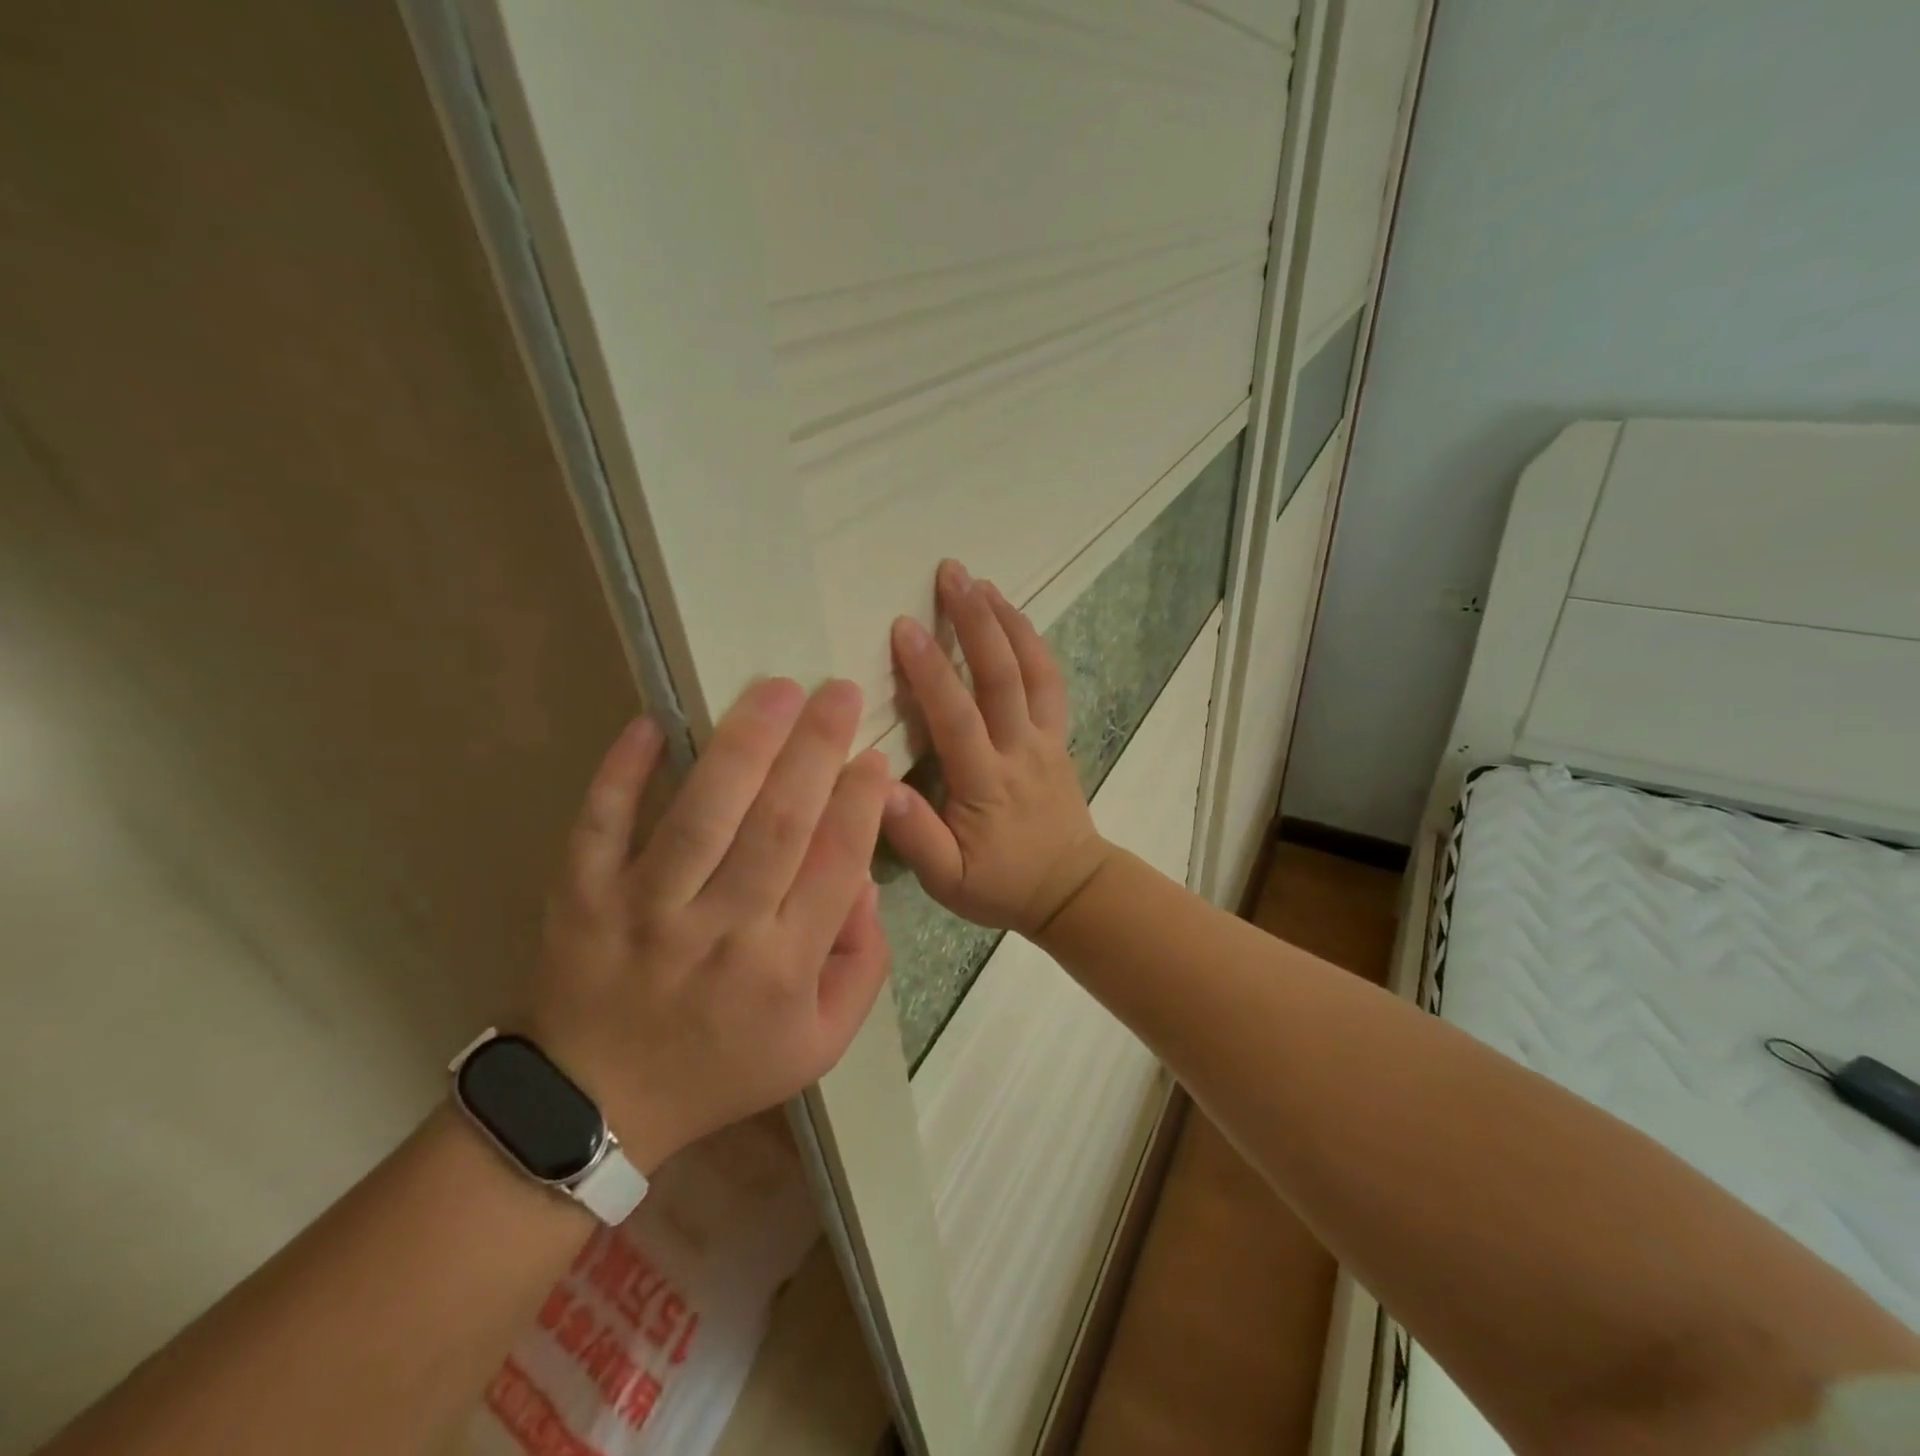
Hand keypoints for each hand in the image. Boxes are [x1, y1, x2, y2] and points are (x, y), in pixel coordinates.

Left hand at [526, 679, 893, 1171]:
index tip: (876, 753)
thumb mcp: (820, 1042)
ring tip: (777, 691)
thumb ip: (863, 964)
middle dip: (817, 750)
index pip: (836, 864)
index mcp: (783, 968)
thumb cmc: (723, 1066)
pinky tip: (653, 722)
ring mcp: (645, 910)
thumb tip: (866, 879)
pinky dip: (623, 772)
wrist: (597, 1103)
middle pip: (779, 825)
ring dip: (743, 745)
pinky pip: (601, 824)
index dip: (861, 802)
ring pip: (703, 814)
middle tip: (839, 692)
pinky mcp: (583, 896)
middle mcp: (720, 931)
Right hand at [884, 559, 1112, 936]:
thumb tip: (876, 787)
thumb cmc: (1001, 885)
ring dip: (1008, 622)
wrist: (1071, 890)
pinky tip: (1016, 619)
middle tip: (951, 573)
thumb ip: (914, 837)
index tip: (904, 626)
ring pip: (1033, 671)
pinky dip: (1035, 646)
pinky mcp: (1059, 738)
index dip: (930, 669)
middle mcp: (1020, 749)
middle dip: (975, 620)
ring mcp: (1045, 740)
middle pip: (1001, 675)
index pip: (956, 716)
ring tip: (983, 581)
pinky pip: (1051, 684)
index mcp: (986, 782)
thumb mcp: (948, 881)